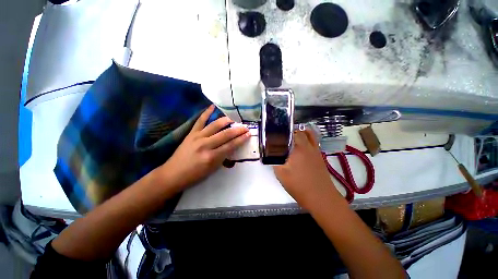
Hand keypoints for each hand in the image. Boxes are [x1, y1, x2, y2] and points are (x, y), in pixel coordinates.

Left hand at [160, 105, 249, 190]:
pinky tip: (213, 106)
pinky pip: (200, 120)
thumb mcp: (212, 169)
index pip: (231, 145)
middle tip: (245, 127)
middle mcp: (206, 145)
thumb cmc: (195, 175)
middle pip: (226, 134)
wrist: (173, 174)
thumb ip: (223, 157)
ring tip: (234, 119)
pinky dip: (207, 112)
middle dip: (238, 130)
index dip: (241, 139)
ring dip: (227, 121)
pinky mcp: (191, 133)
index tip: (249, 134)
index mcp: (212, 157)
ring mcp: (198, 137)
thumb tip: (232, 147)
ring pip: (215, 125)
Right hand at [273, 130, 339, 208]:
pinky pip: (314, 143)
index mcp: (298, 148)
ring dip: (302, 133)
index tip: (277, 134)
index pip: (292, 133)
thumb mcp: (281, 174)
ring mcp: (316, 151)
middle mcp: (309, 147)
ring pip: (310, 136)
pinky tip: (302, 148)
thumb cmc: (299, 185)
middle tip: (283, 137)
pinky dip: (308, 140)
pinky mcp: (320, 157)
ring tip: (293, 137)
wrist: (320, 197)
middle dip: (292, 132)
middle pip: (302, 132)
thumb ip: (275, 161)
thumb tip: (272, 154)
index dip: (284, 131)